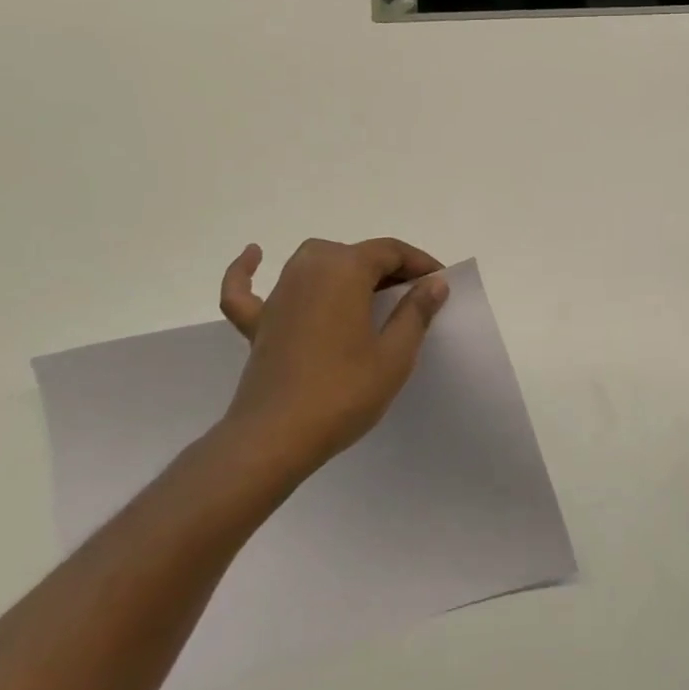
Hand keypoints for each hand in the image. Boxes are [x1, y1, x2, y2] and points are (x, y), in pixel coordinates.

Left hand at [216, 237, 449, 483]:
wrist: (276, 438)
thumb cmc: (343, 392)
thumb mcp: (394, 355)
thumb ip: (415, 312)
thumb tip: (433, 283)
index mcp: (346, 269)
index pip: (390, 251)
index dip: (419, 263)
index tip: (440, 282)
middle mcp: (309, 268)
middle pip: (355, 254)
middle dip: (386, 269)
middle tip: (411, 298)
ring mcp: (279, 293)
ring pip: (314, 262)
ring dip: (341, 268)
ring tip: (366, 291)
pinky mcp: (258, 321)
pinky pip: (249, 288)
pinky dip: (248, 271)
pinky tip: (255, 255)